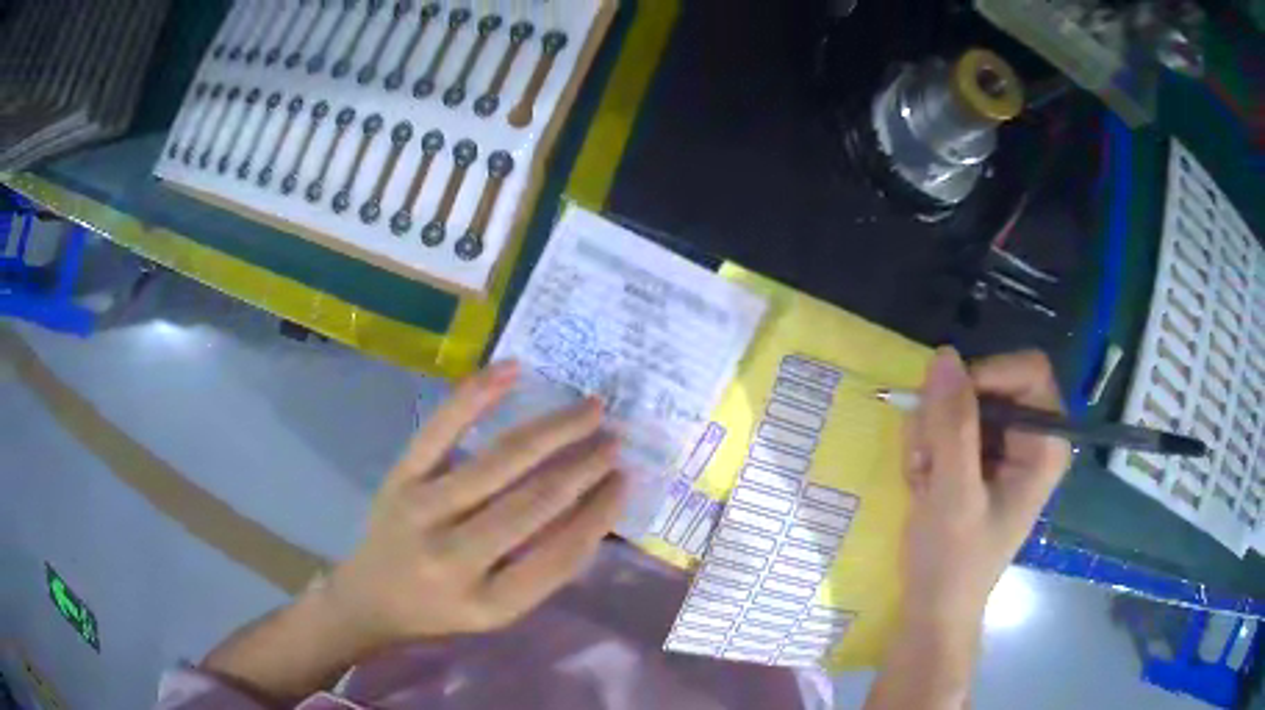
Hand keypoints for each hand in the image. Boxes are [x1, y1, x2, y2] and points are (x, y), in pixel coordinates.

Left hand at [324, 360, 625, 646]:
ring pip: (500, 460)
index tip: (626, 480)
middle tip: (616, 439)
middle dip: (584, 465)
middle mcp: (454, 556)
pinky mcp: (400, 476)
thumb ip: (544, 568)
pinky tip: (512, 369)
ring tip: (591, 409)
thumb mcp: (499, 611)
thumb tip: (592, 507)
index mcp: (489, 602)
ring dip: (553, 430)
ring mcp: (423, 509)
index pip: (560, 553)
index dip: (600, 513)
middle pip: (534, 501)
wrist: (371, 597)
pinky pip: (441, 428)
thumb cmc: (442, 611)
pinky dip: (477, 394)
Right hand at [900, 348, 1071, 633]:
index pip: (1028, 371)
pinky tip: (923, 484)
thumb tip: (944, 355)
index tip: (945, 408)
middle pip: (991, 382)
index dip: (986, 376)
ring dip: (931, 436)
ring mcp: (1004, 446)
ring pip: (962, 402)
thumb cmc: (952, 563)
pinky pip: (948, 424)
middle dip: (949, 417)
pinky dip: (927, 449)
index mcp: (1046, 444)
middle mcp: (1031, 436)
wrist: (933, 608)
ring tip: (924, 481)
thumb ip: (952, 426)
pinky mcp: (980, 457)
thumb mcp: (952, 496)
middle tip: (926, 459)